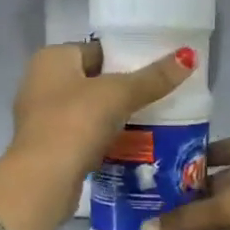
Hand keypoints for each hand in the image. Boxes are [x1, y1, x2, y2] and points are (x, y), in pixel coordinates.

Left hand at [8, 40, 196, 206]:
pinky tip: (131, 145)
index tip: (158, 72)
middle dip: (125, 90)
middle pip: (94, 80)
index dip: (128, 58)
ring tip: (153, 121)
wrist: (44, 180)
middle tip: (161, 98)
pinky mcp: (48, 147)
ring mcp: (41, 117)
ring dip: (116, 117)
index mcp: (52, 58)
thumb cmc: (76, 123)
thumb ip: (153, 77)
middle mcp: (41, 82)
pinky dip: (105, 139)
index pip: (97, 50)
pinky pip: (84, 135)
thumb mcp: (119, 95)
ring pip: (90, 110)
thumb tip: (189, 56)